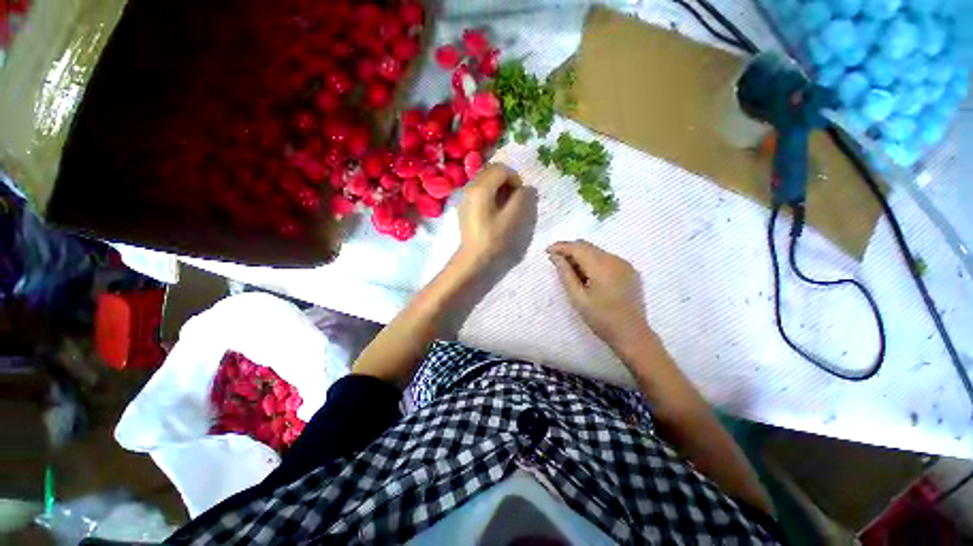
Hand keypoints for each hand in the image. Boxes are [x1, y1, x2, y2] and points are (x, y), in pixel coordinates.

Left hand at [456, 163, 529, 269]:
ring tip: (506, 206)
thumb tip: (528, 188)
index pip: (501, 169)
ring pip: (485, 181)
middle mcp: (469, 187)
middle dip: (506, 181)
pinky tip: (494, 212)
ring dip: (499, 188)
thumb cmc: (494, 239)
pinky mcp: (464, 207)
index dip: (515, 179)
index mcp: (480, 188)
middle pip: (491, 172)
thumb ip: (523, 198)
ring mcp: (465, 197)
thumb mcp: (513, 218)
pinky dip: (490, 195)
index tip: (521, 196)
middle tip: (514, 199)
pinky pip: (479, 192)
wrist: (473, 259)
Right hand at [547, 240, 650, 350]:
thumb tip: (555, 256)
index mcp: (602, 267)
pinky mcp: (629, 270)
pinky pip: (606, 258)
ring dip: (581, 255)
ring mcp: (624, 264)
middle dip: (570, 250)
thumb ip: (565, 274)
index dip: (561, 247)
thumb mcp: (577, 298)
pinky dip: (593, 261)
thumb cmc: (600, 319)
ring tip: (571, 271)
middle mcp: (615, 260)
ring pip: (597, 251)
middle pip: (587, 246)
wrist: (631, 334)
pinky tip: (588, 275)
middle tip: (556, 261)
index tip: (547, 251)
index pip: (578, 247)